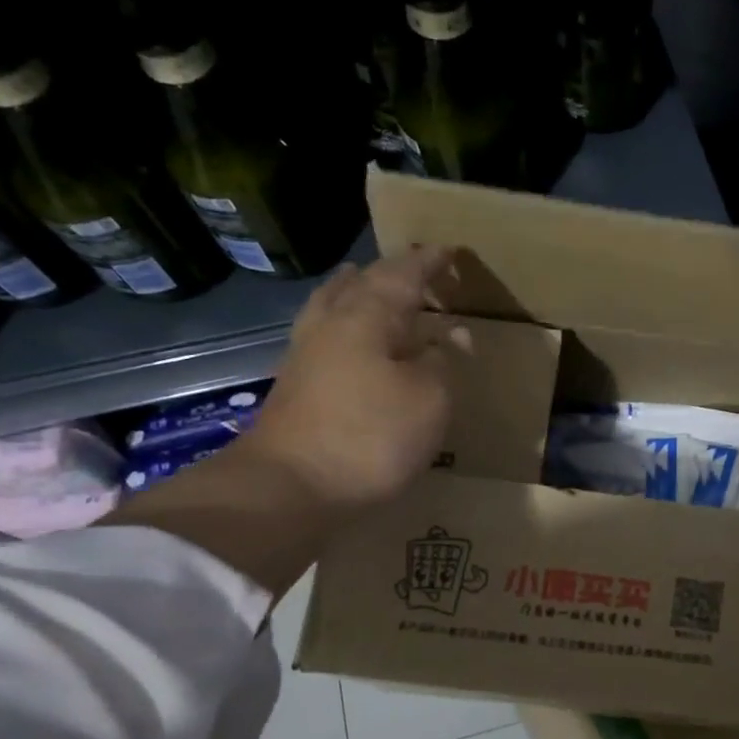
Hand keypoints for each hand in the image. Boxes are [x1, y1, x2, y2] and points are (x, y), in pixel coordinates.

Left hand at [238, 248, 456, 512]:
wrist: (288, 487)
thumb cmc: (370, 435)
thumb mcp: (430, 398)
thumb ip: (443, 360)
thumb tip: (450, 335)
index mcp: (368, 315)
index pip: (404, 274)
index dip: (430, 262)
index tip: (450, 251)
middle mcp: (332, 323)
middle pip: (362, 282)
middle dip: (392, 272)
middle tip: (416, 268)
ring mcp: (307, 353)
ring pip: (334, 304)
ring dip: (356, 289)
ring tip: (367, 282)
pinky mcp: (296, 384)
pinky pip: (325, 332)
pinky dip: (344, 322)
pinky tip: (350, 337)